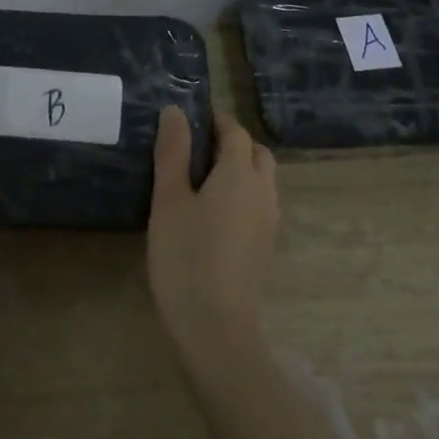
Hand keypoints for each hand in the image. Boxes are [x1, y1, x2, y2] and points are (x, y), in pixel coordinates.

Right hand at [147, 108, 278, 363]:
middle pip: (256, 153)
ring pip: (262, 180)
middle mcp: (263, 191)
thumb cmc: (185, 256)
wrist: (215, 327)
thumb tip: (175, 111)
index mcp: (239, 173)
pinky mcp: (266, 246)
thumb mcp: (169, 200)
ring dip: (241, 169)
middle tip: (197, 150)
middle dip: (233, 143)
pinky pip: (260, 204)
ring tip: (202, 181)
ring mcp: (269, 221)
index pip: (235, 132)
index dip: (216, 121)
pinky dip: (244, 194)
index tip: (191, 122)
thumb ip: (173, 152)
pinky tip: (214, 214)